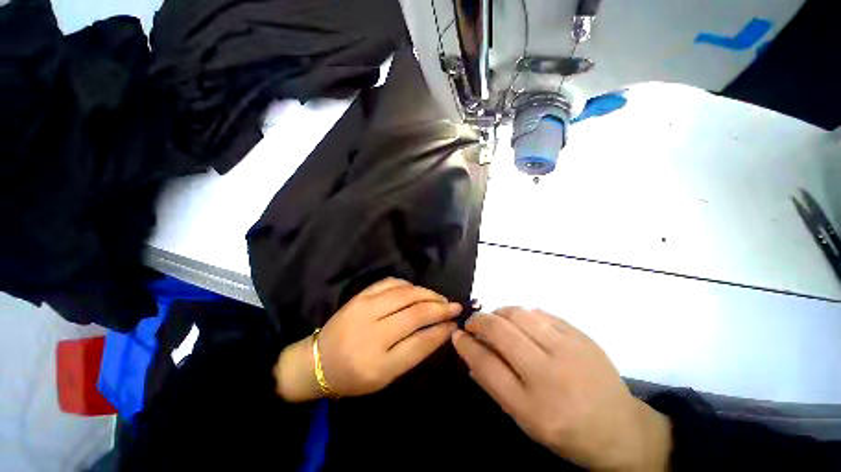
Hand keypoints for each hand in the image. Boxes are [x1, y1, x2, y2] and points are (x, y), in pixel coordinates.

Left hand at [275, 278, 460, 401]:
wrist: (317, 361)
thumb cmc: (353, 376)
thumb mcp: (386, 376)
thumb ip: (413, 353)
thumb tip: (439, 331)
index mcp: (378, 364)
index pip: (420, 342)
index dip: (442, 331)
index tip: (455, 323)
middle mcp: (372, 333)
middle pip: (415, 314)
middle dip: (441, 308)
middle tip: (455, 306)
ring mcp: (364, 309)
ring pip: (406, 294)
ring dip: (428, 294)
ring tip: (440, 298)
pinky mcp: (360, 296)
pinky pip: (390, 283)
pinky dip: (408, 285)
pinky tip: (417, 290)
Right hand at [452, 307, 671, 471]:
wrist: (621, 430)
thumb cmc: (566, 431)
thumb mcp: (525, 421)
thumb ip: (494, 385)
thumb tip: (470, 352)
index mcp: (533, 407)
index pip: (485, 364)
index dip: (465, 345)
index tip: (457, 334)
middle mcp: (549, 375)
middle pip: (500, 331)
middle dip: (478, 321)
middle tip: (473, 323)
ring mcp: (568, 350)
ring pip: (518, 314)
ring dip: (498, 313)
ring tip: (496, 321)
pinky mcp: (580, 335)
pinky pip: (540, 313)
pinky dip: (522, 314)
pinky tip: (522, 323)